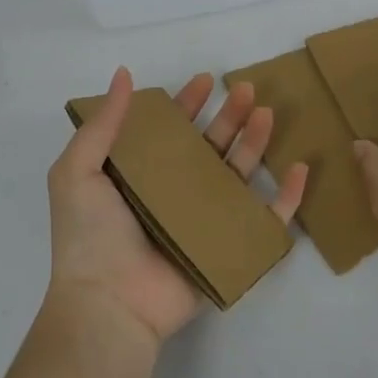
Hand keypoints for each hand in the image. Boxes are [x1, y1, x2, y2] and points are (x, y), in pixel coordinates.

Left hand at [46, 66, 306, 343]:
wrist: (109, 305)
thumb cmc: (90, 236)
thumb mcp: (78, 170)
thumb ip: (104, 123)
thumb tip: (123, 73)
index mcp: (141, 175)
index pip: (170, 131)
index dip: (187, 104)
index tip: (205, 80)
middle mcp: (174, 194)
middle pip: (210, 146)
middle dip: (228, 116)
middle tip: (246, 89)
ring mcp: (204, 222)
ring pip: (239, 174)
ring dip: (255, 142)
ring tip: (266, 114)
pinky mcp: (229, 249)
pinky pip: (266, 220)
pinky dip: (287, 197)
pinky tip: (299, 167)